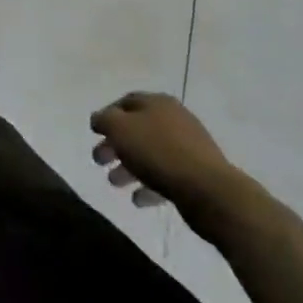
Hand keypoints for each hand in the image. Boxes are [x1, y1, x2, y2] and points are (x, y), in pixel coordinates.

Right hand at [90, 92, 231, 209]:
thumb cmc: (158, 152)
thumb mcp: (120, 129)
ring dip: (129, 167)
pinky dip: (149, 186)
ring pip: (150, 153)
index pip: (126, 102)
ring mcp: (187, 147)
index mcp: (157, 103)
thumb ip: (104, 120)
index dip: (108, 115)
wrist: (207, 189)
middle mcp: (174, 119)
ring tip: (114, 183)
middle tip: (98, 161)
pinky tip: (138, 200)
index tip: (94, 133)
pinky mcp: (195, 174)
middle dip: (115, 145)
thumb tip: (99, 119)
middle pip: (137, 129)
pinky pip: (166, 176)